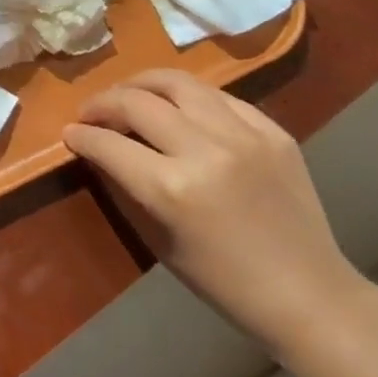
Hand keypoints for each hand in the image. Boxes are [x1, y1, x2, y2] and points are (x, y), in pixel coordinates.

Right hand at [64, 69, 367, 354]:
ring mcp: (244, 135)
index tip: (69, 132)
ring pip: (178, 83)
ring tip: (129, 94)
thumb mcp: (159, 240)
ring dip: (142, 84)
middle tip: (91, 112)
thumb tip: (99, 150)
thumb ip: (127, 186)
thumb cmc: (222, 282)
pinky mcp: (273, 131)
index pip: (109, 143)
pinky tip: (180, 108)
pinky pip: (220, 97)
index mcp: (172, 189)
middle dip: (102, 103)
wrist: (308, 294)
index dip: (81, 134)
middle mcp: (205, 150)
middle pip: (136, 102)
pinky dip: (189, 97)